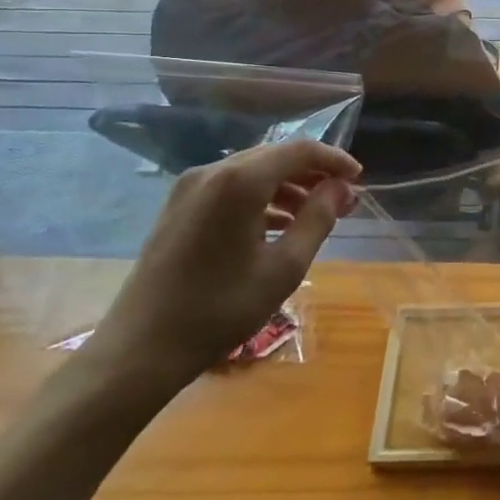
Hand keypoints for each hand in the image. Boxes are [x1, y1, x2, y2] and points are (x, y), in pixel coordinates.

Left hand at [88, 141, 360, 396]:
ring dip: (288, 186)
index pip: (299, 150)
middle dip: (313, 173)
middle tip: (342, 199)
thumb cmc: (221, 309)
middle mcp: (212, 172)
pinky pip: (230, 187)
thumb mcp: (284, 268)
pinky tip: (278, 225)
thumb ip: (317, 219)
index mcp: (239, 182)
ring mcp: (189, 188)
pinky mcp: (177, 207)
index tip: (359, 179)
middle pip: (275, 156)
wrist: (141, 349)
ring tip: (316, 214)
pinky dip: (261, 197)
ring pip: (252, 171)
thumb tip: (341, 188)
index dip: (334, 159)